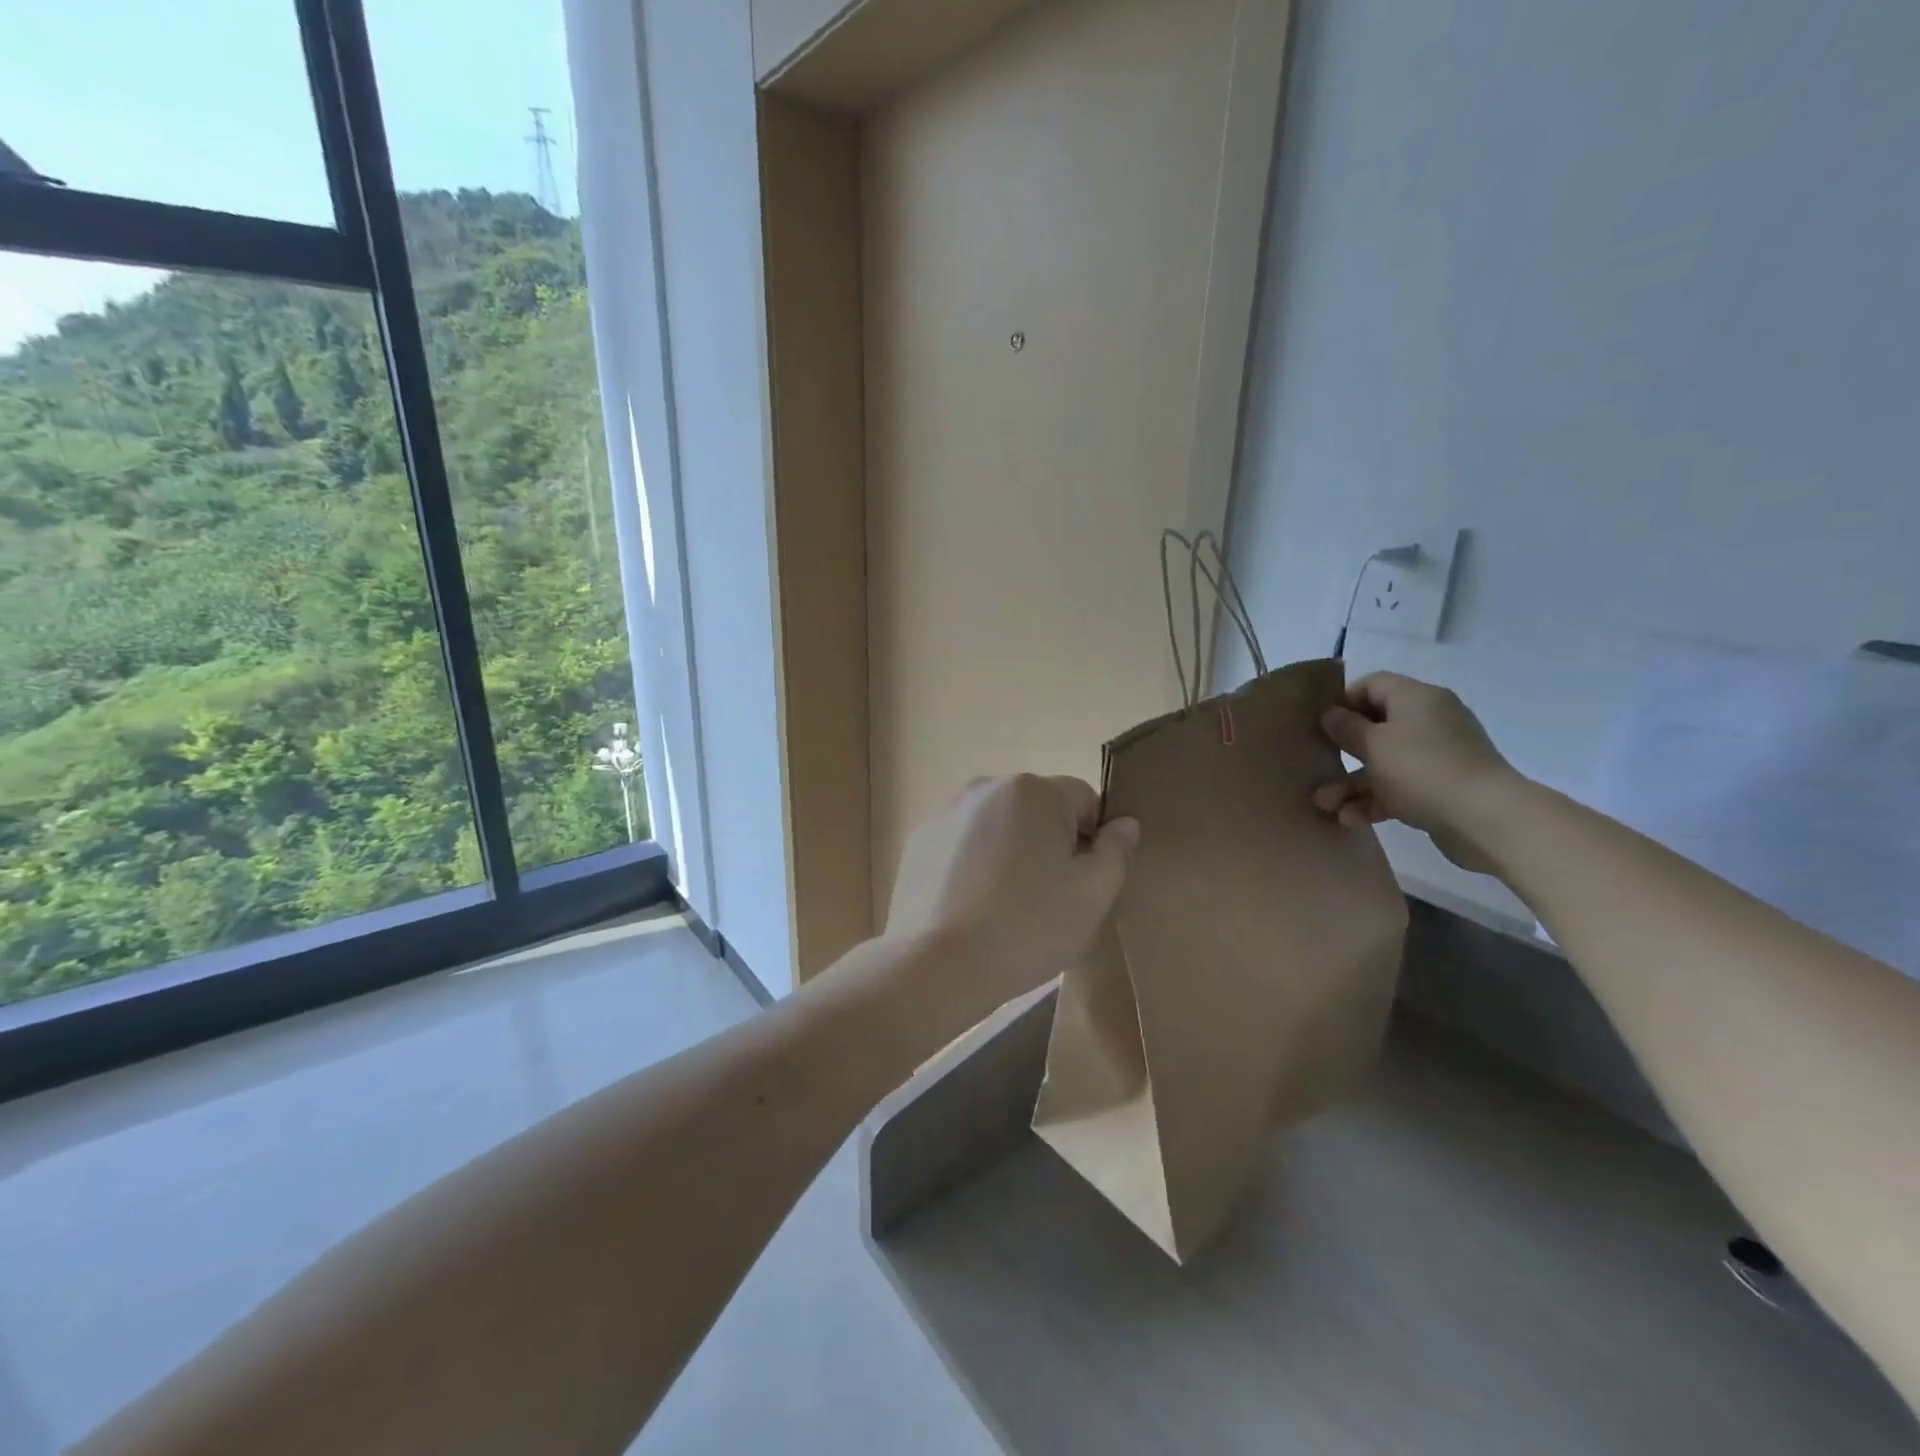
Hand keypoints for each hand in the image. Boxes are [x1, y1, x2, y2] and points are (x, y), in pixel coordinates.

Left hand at [884, 775, 1139, 1026]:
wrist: (938, 965)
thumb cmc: (1028, 926)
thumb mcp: (1093, 894)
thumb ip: (1116, 851)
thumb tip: (1123, 824)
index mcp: (1032, 790)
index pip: (1084, 800)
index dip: (1095, 839)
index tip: (1084, 882)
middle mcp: (985, 788)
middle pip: (1038, 810)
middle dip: (1050, 844)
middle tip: (1050, 899)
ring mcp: (945, 813)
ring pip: (998, 828)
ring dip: (1011, 854)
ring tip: (1007, 907)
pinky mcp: (918, 843)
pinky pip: (963, 846)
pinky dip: (973, 866)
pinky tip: (972, 908)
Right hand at [1313, 672, 1520, 874]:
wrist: (1485, 818)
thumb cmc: (1421, 769)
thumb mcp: (1373, 744)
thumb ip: (1347, 727)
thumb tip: (1332, 713)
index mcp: (1416, 699)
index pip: (1373, 684)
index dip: (1344, 700)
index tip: (1321, 724)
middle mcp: (1429, 721)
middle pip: (1377, 726)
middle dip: (1343, 750)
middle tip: (1319, 764)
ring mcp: (1439, 755)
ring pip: (1385, 762)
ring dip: (1353, 783)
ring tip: (1325, 805)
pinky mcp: (1443, 787)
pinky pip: (1400, 786)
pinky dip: (1375, 800)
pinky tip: (1350, 819)